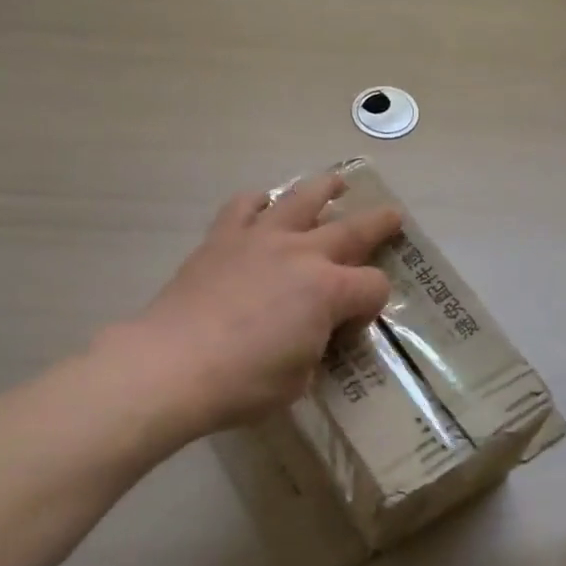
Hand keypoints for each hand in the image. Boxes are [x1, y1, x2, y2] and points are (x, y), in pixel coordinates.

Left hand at [123, 174, 403, 441]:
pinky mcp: (222, 239)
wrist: (171, 365)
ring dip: (324, 189)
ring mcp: (261, 239)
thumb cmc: (243, 382)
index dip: (374, 304)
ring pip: (301, 199)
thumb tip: (311, 335)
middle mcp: (302, 254)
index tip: (358, 323)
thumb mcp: (300, 379)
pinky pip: (244, 205)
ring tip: (336, 183)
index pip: (373, 286)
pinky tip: (263, 205)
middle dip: (379, 223)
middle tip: (393, 215)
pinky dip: (259, 202)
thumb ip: (315, 348)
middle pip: (353, 229)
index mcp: (329, 291)